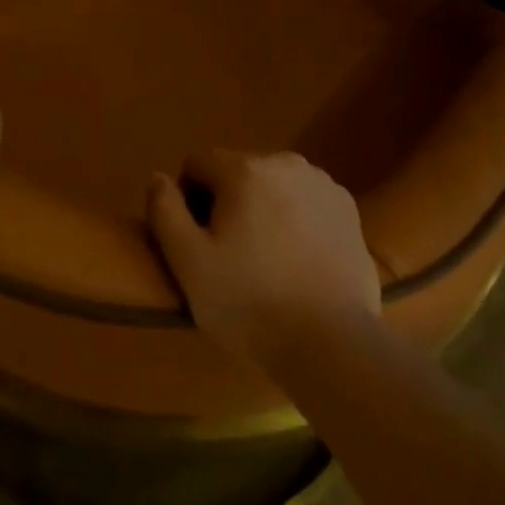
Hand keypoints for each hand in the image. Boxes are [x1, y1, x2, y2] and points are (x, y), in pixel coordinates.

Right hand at [147, 150, 380, 365]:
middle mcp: (283, 161)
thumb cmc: (252, 303)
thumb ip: (165, 212)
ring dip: (263, 206)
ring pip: (273, 182)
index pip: (198, 163)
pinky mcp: (346, 205)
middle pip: (237, 170)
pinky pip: (305, 198)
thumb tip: (158, 177)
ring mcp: (320, 181)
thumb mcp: (189, 264)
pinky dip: (297, 216)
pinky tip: (300, 258)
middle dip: (228, 201)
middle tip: (233, 254)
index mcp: (243, 169)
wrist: (333, 342)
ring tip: (269, 259)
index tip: (199, 241)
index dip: (189, 198)